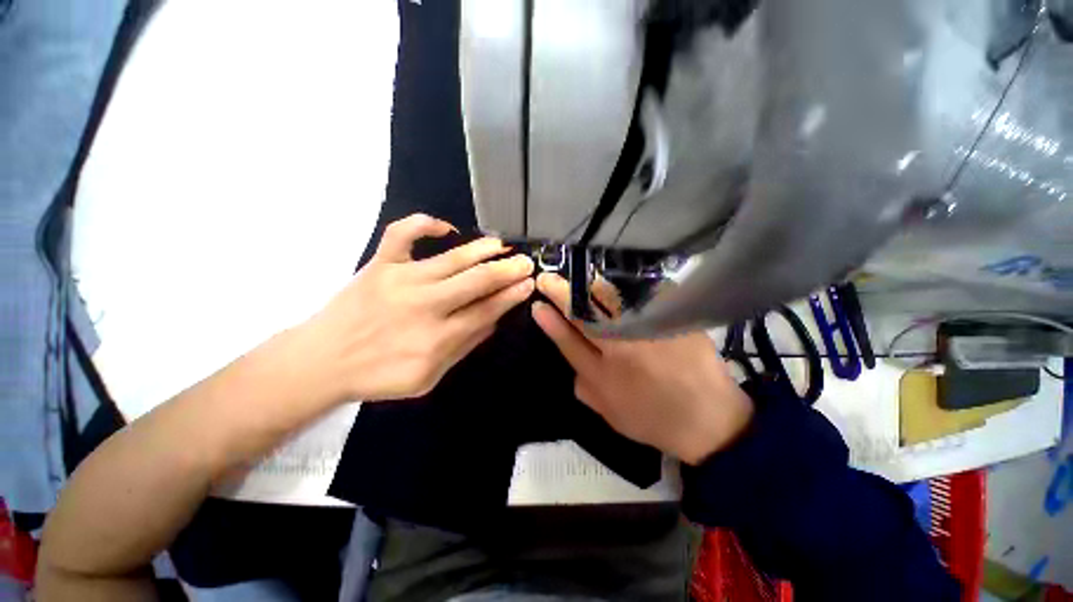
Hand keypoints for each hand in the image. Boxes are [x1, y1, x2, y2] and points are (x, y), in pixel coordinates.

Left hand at [308, 214, 534, 401]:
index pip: (486, 310)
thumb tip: (493, 321)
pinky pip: (401, 234)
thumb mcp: (429, 377)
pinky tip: (445, 228)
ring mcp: (401, 279)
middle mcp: (424, 305)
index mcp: (438, 338)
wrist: (322, 361)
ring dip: (482, 250)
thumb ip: (463, 347)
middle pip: (476, 282)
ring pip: (451, 258)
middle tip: (526, 262)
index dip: (511, 296)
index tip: (528, 284)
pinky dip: (424, 224)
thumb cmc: (379, 375)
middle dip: (507, 270)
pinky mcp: (379, 264)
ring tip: (501, 245)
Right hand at [531, 273, 752, 464]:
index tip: (538, 303)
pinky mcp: (671, 319)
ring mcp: (646, 328)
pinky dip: (624, 286)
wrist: (710, 419)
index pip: (567, 338)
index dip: (549, 319)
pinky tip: (616, 283)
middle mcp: (620, 346)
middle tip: (548, 279)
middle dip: (561, 291)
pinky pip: (642, 293)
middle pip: (584, 311)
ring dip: (588, 285)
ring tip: (579, 280)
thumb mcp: (610, 414)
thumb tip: (571, 366)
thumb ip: (583, 388)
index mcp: (602, 373)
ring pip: (609, 297)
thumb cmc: (654, 419)